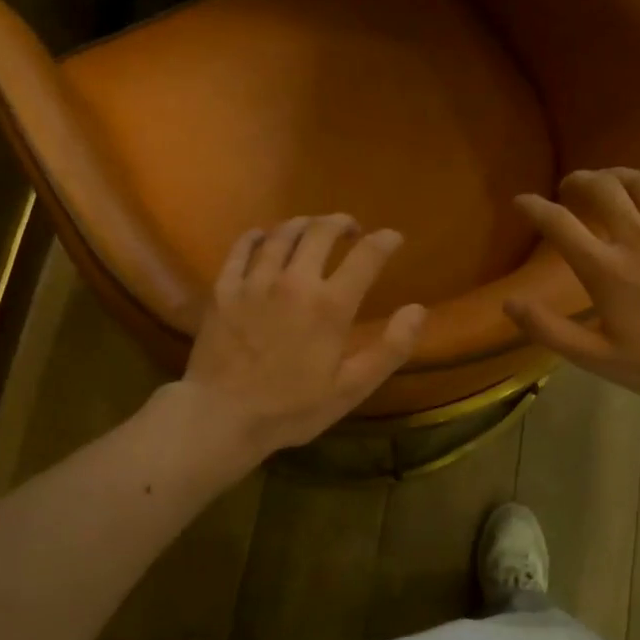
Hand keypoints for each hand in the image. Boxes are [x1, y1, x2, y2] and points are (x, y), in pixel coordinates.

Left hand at [177, 214, 426, 462]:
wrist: (221, 417)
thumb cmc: (291, 409)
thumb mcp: (352, 389)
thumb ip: (390, 348)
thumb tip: (418, 309)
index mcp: (330, 305)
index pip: (366, 256)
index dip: (384, 241)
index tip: (393, 238)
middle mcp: (294, 281)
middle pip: (320, 232)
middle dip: (340, 223)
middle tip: (349, 228)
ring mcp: (254, 281)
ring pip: (281, 234)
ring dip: (302, 224)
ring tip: (311, 228)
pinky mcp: (223, 289)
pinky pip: (240, 248)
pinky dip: (256, 237)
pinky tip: (262, 237)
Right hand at [505, 168, 639, 400]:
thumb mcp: (597, 358)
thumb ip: (550, 330)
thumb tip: (510, 303)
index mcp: (605, 269)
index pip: (559, 224)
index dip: (534, 208)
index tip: (522, 202)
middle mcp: (636, 237)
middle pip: (601, 188)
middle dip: (578, 181)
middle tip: (570, 188)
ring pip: (639, 181)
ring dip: (616, 175)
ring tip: (606, 181)